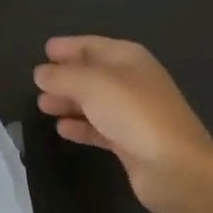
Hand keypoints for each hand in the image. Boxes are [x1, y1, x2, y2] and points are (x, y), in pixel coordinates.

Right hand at [34, 36, 212, 212]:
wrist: (175, 168)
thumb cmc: (134, 113)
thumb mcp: (92, 85)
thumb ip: (62, 76)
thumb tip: (41, 73)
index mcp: (128, 58)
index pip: (92, 45)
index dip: (69, 46)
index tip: (45, 50)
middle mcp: (132, 81)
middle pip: (92, 73)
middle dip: (65, 76)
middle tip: (37, 83)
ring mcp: (133, 113)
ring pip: (94, 101)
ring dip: (69, 101)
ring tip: (42, 105)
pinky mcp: (131, 142)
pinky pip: (99, 128)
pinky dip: (81, 126)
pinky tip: (62, 129)